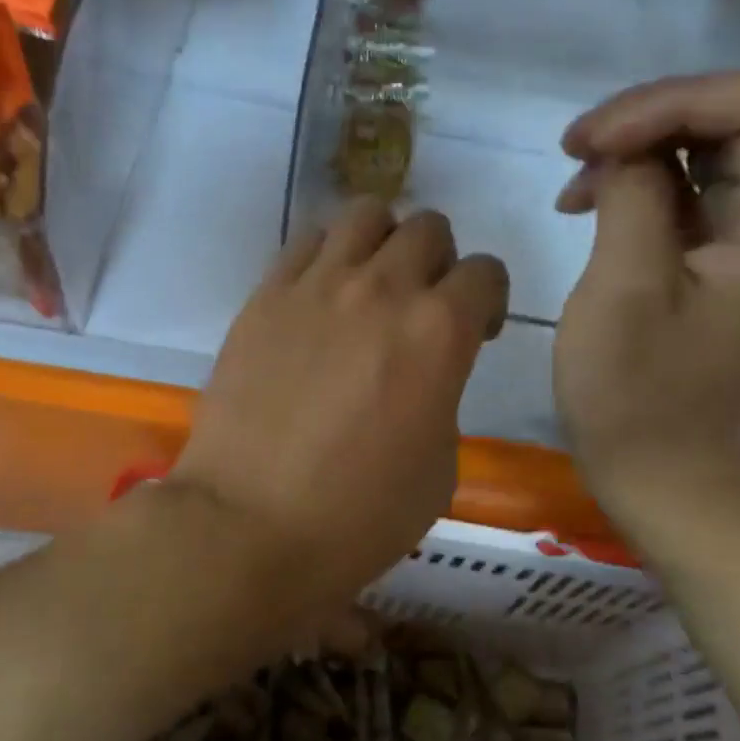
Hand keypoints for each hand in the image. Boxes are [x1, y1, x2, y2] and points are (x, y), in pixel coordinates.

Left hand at [172, 200, 508, 616]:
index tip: (475, 336)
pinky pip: (305, 243)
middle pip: (428, 228)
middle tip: (421, 311)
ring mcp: (315, 286)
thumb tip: (423, 377)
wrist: (250, 525)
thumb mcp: (439, 468)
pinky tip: (319, 300)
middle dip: (439, 264)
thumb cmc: (358, 516)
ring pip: (365, 216)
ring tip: (370, 288)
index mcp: (439, 332)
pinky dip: (327, 257)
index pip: (485, 272)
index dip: (488, 302)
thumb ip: (442, 398)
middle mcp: (382, 289)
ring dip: (383, 243)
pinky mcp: (264, 297)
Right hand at [553, 70, 739, 519]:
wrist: (658, 472)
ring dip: (636, 150)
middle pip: (733, 118)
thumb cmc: (636, 395)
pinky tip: (587, 204)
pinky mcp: (723, 260)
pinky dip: (637, 185)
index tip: (592, 143)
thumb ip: (631, 196)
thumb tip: (622, 149)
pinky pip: (690, 192)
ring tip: (574, 183)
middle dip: (648, 120)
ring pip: (706, 150)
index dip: (670, 102)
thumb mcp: (624, 288)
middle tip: (573, 151)